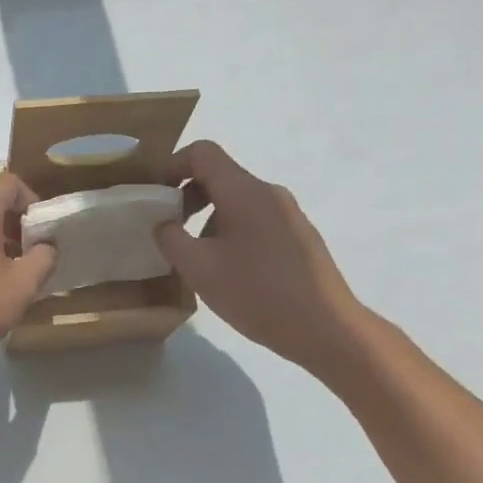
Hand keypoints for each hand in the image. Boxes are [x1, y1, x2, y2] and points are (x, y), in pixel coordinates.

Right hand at [152, 141, 375, 379]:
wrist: (326, 329)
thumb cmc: (257, 293)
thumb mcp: (199, 269)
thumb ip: (170, 239)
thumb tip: (163, 224)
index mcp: (244, 192)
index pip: (203, 153)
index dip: (172, 166)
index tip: (155, 196)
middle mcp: (269, 193)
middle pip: (220, 176)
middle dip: (187, 196)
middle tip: (170, 230)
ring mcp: (289, 214)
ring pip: (237, 201)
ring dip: (208, 218)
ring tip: (197, 259)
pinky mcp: (299, 237)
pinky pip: (256, 220)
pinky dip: (231, 232)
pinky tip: (229, 272)